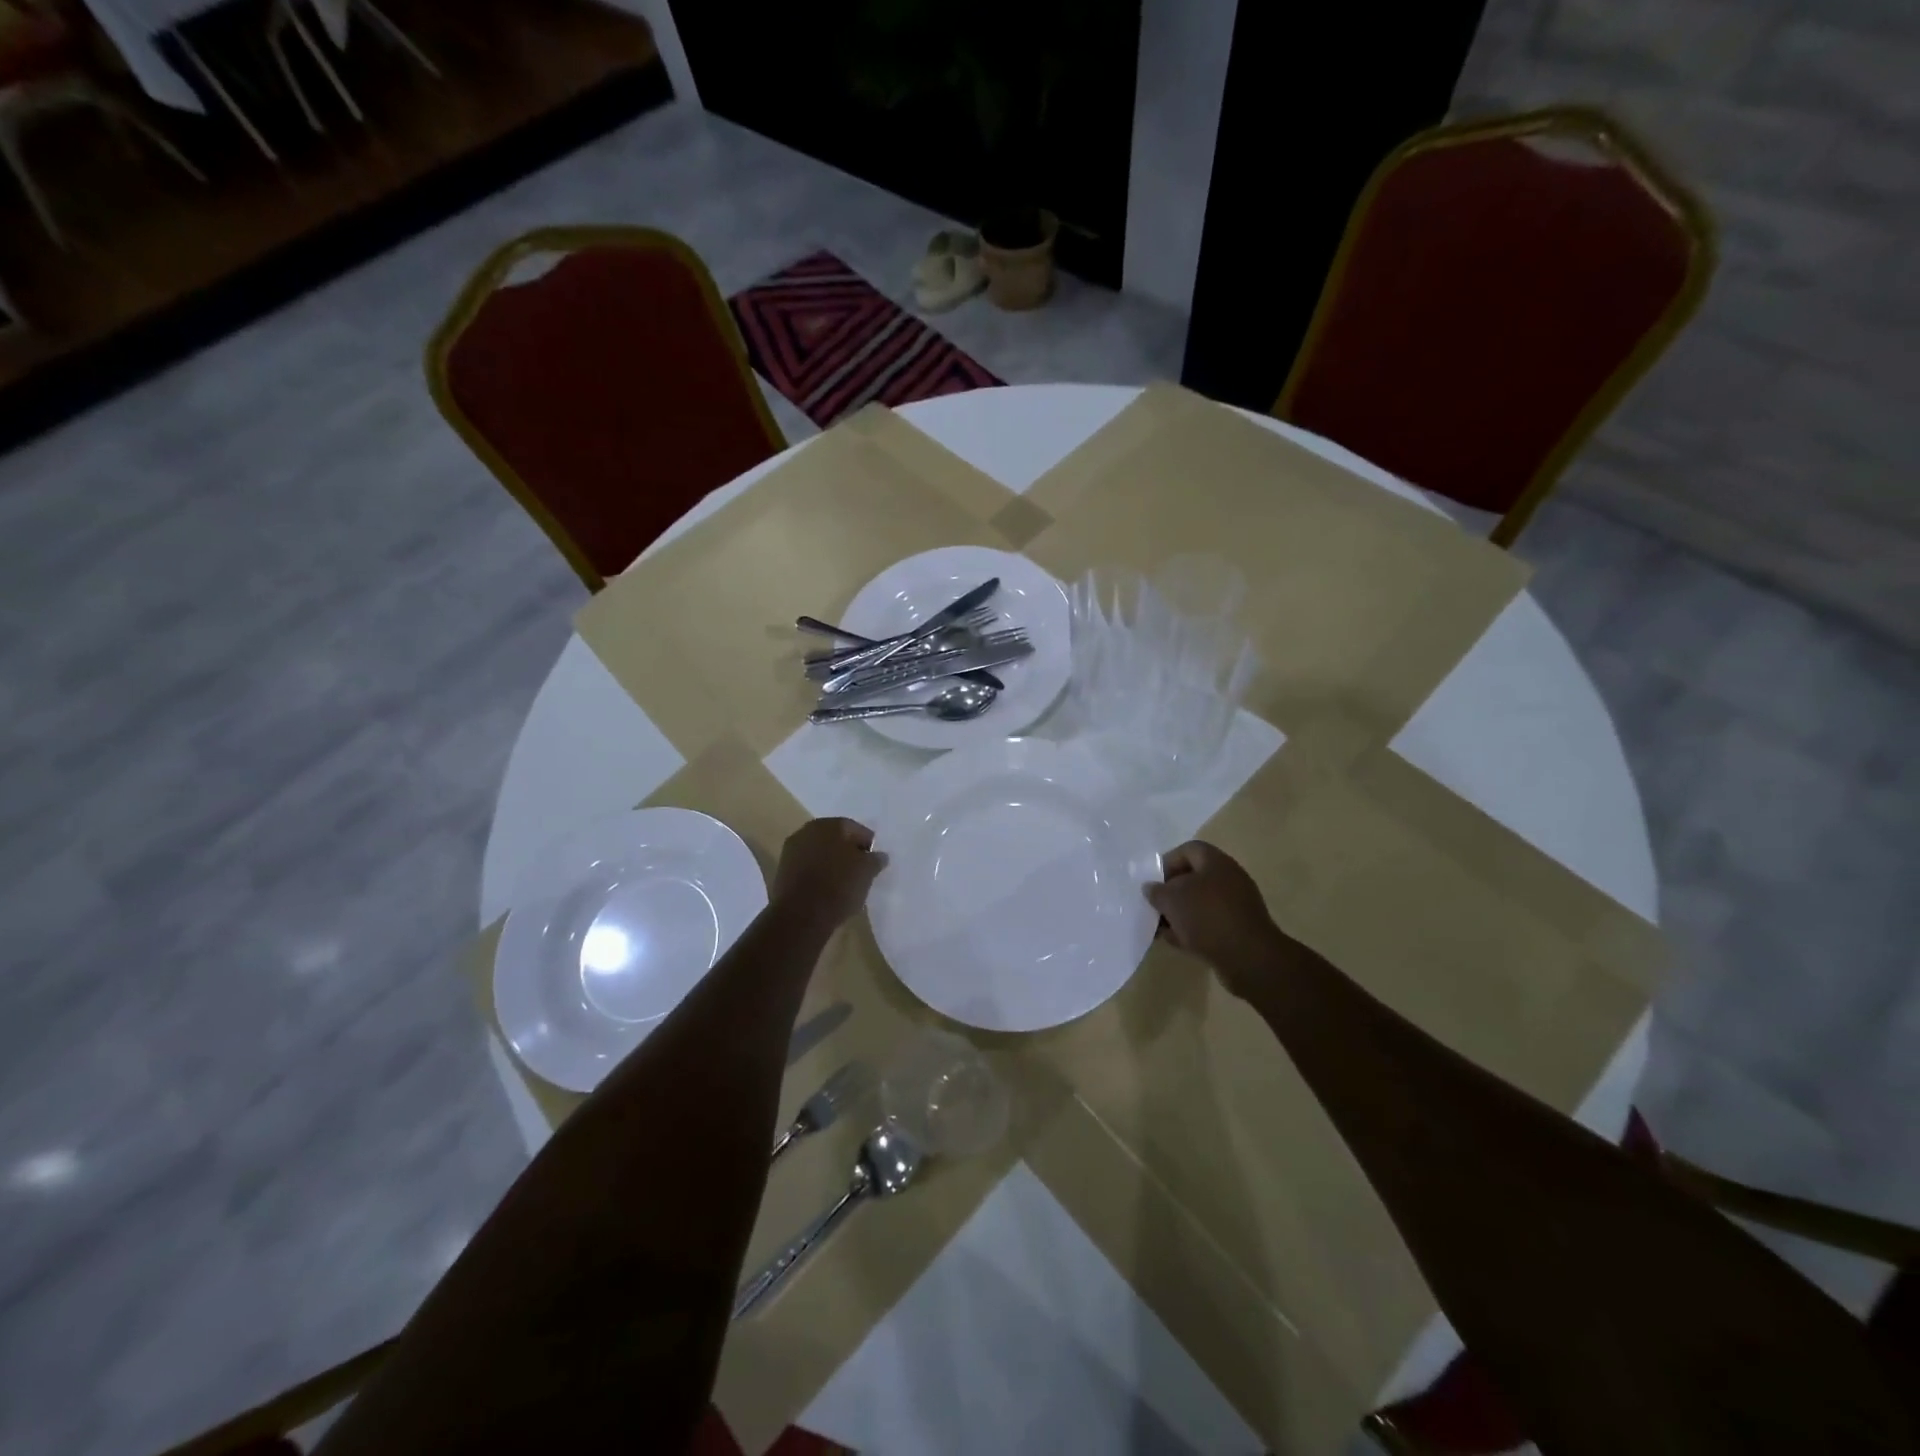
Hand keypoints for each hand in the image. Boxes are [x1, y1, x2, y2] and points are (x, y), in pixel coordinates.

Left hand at [771, 818, 885, 934]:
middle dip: (848, 851)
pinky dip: (818, 873)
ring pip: (819, 852)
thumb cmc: (839, 886)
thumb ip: (875, 859)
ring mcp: (791, 850)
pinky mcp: (782, 870)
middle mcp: (808, 830)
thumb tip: (879, 855)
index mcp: (830, 824)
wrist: (801, 915)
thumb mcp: (867, 872)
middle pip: (835, 838)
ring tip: (844, 881)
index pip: (855, 829)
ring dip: (831, 862)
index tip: (875, 861)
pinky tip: (826, 888)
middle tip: (860, 870)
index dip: (868, 844)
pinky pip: (807, 866)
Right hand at [1143, 841, 1286, 992]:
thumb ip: (1157, 891)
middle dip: (1171, 892)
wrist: (1249, 957)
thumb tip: (1151, 888)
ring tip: (1162, 928)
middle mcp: (1229, 878)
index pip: (1188, 850)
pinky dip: (1193, 929)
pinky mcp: (1239, 929)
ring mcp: (1236, 905)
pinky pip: (1210, 923)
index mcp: (1216, 862)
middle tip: (1155, 906)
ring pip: (1200, 902)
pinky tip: (1178, 942)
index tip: (1153, 882)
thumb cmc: (1207, 917)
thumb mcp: (1172, 900)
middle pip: (1193, 877)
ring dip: (1180, 913)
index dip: (1167, 862)